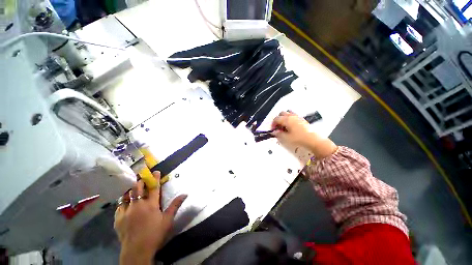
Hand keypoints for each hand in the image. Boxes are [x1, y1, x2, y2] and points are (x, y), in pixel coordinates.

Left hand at [114, 171, 186, 264]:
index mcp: (151, 204)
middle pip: (137, 188)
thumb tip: (185, 194)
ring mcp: (126, 211)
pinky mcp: (118, 218)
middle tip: (142, 179)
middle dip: (140, 181)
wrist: (137, 251)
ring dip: (130, 190)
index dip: (155, 178)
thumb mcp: (168, 220)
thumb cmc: (155, 234)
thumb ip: (175, 205)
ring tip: (133, 188)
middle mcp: (138, 205)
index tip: (155, 171)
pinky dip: (123, 202)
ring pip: (126, 195)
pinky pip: (119, 206)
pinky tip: (125, 203)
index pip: (154, 188)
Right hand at [271, 111, 336, 158]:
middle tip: (278, 127)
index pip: (276, 119)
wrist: (313, 140)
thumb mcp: (286, 138)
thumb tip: (274, 132)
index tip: (273, 130)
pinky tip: (291, 126)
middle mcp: (292, 116)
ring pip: (288, 113)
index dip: (273, 124)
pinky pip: (293, 115)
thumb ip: (279, 134)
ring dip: (284, 118)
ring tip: (284, 125)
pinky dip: (289, 118)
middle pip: (281, 113)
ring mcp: (298, 117)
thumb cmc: (299, 138)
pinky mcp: (302, 119)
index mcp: (287, 119)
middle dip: (278, 119)